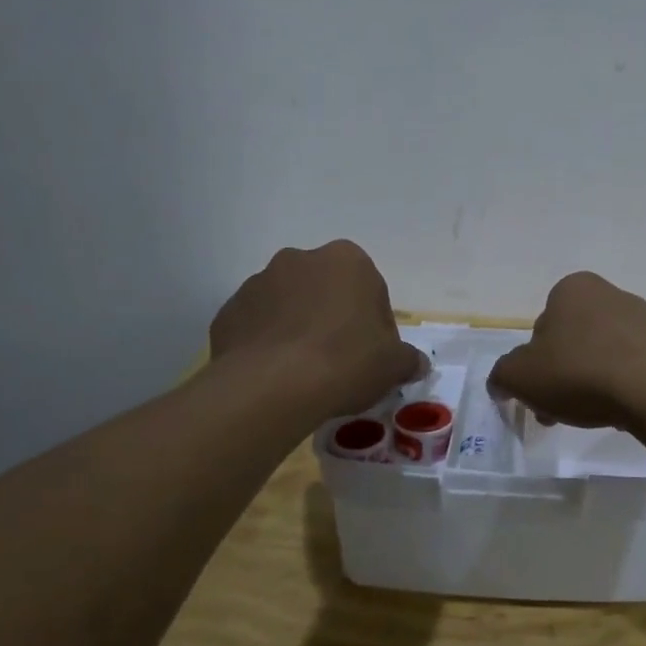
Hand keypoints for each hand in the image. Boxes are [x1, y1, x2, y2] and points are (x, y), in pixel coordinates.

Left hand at [208, 241, 425, 418]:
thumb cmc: (346, 361)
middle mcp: (300, 260)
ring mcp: (258, 283)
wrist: (271, 385)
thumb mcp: (393, 365)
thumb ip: (408, 359)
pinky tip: (276, 376)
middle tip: (340, 361)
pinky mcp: (228, 312)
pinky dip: (267, 345)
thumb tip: (416, 363)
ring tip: (304, 373)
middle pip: (326, 291)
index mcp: (347, 260)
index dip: (374, 325)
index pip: (370, 289)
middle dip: (333, 319)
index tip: (372, 355)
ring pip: (288, 306)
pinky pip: (257, 327)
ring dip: (298, 329)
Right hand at [488, 271, 645, 429]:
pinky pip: (635, 367)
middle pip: (573, 341)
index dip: (534, 364)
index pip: (542, 326)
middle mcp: (610, 294)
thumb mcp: (520, 377)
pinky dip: (624, 386)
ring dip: (592, 382)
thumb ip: (502, 376)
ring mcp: (645, 318)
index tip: (538, 394)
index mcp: (572, 289)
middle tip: (559, 411)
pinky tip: (623, 409)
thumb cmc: (580, 372)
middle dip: (562, 376)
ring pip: (604, 354)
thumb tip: (501, 383)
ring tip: (593, 416)